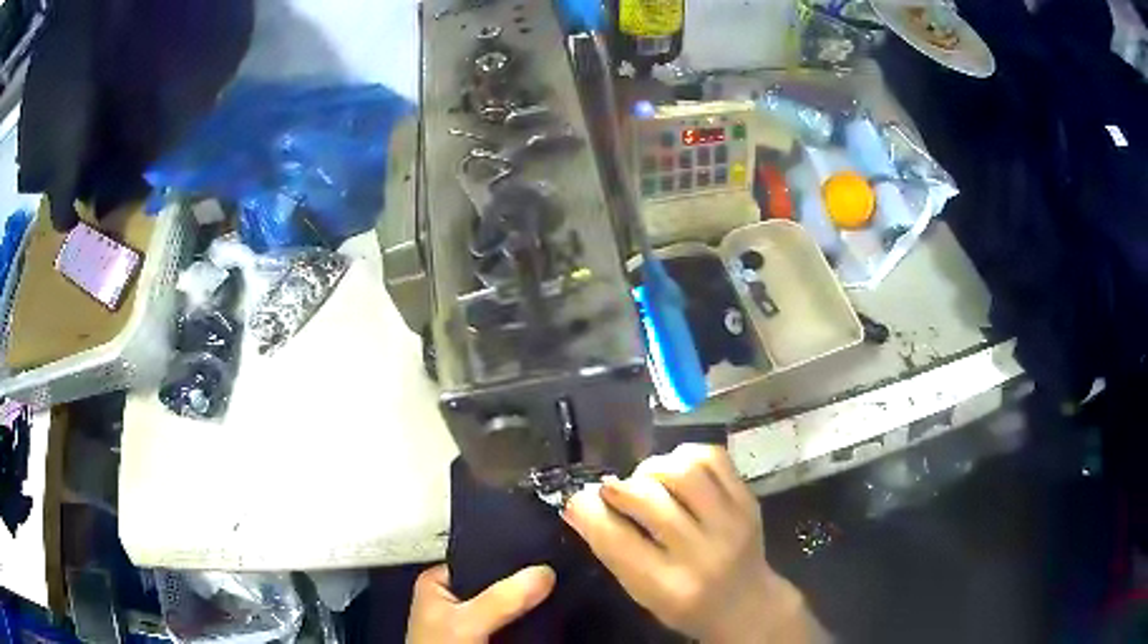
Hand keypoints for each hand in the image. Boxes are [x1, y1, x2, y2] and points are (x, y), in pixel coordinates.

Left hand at [406, 564, 555, 642]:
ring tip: (560, 591)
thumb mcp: (466, 623)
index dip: (511, 559)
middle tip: (558, 576)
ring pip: (509, 606)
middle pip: (497, 584)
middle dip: (523, 584)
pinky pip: (514, 624)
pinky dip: (530, 623)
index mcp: (437, 584)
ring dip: (530, 605)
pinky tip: (550, 616)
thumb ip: (500, 599)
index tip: (545, 555)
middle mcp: (455, 599)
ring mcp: (472, 622)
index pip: (480, 560)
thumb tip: (544, 571)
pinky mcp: (488, 639)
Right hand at [562, 445, 823, 643]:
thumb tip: (578, 503)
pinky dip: (686, 455)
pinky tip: (676, 470)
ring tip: (647, 480)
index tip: (578, 499)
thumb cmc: (684, 604)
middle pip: (649, 498)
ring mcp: (732, 522)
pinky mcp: (748, 500)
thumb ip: (612, 550)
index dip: (588, 510)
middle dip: (619, 487)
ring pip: (684, 470)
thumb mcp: (642, 592)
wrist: (747, 604)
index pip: (616, 538)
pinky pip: (714, 458)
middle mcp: (702, 553)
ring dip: (653, 468)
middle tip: (613, 492)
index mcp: (667, 586)